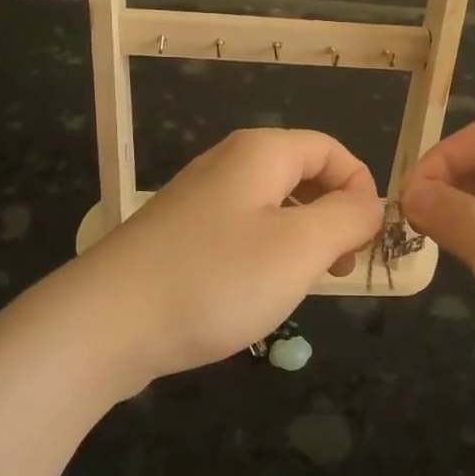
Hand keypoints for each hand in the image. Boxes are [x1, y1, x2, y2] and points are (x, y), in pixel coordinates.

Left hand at [79, 129, 382, 392]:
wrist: (103, 325)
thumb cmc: (215, 280)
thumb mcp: (299, 248)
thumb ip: (347, 218)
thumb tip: (371, 204)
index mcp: (260, 154)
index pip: (331, 150)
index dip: (360, 188)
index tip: (368, 241)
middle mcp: (227, 164)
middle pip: (302, 174)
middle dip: (333, 217)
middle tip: (340, 269)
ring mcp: (197, 200)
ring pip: (272, 207)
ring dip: (301, 241)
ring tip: (301, 286)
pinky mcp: (178, 236)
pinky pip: (240, 232)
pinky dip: (264, 256)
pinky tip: (254, 294)